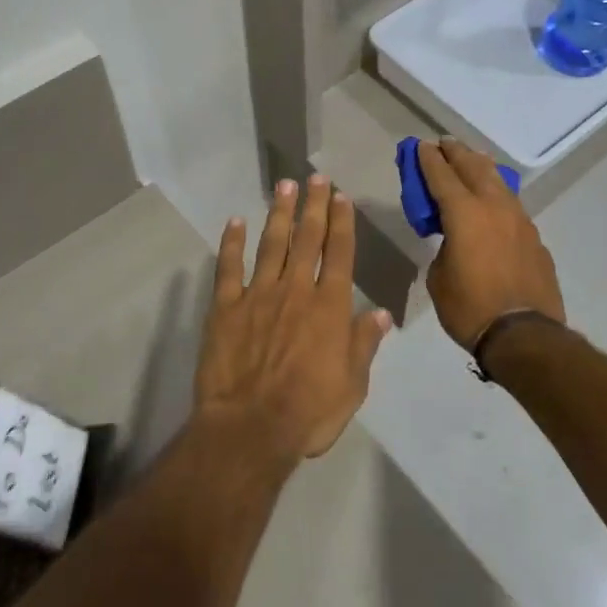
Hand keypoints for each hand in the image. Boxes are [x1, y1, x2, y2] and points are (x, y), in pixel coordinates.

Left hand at [195, 175, 391, 461]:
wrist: (250, 428)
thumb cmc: (308, 412)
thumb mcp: (352, 385)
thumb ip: (364, 344)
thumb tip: (380, 313)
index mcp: (329, 307)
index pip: (339, 254)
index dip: (342, 223)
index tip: (341, 196)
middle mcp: (296, 291)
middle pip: (308, 239)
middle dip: (313, 205)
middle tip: (315, 178)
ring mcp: (258, 295)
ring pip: (272, 244)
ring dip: (279, 214)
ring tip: (283, 186)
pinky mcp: (226, 308)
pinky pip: (229, 268)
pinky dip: (232, 243)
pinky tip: (235, 221)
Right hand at [417, 139, 564, 348]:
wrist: (524, 334)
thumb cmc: (470, 308)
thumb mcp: (439, 277)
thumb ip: (444, 248)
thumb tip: (454, 242)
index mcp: (464, 213)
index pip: (441, 176)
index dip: (428, 159)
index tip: (421, 145)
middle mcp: (494, 207)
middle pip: (473, 167)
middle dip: (456, 153)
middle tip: (444, 144)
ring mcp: (519, 220)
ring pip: (498, 182)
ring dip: (481, 168)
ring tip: (471, 161)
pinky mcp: (534, 237)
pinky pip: (511, 206)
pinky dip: (497, 195)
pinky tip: (493, 202)